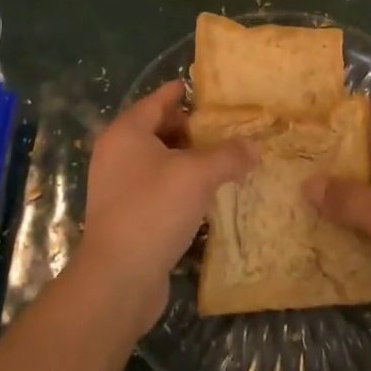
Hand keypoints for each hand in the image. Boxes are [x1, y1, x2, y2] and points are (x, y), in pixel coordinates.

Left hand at [75, 82, 256, 337]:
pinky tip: (203, 197)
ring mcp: (117, 186)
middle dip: (190, 130)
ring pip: (157, 160)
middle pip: (158, 129)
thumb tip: (254, 148)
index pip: (158, 100)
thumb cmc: (154, 210)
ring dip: (186, 160)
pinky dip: (178, 185)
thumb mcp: (197, 175)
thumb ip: (228, 155)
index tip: (207, 90)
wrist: (117, 280)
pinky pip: (155, 187)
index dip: (183, 93)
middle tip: (223, 132)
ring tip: (220, 163)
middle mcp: (116, 153)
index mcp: (126, 132)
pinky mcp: (124, 215)